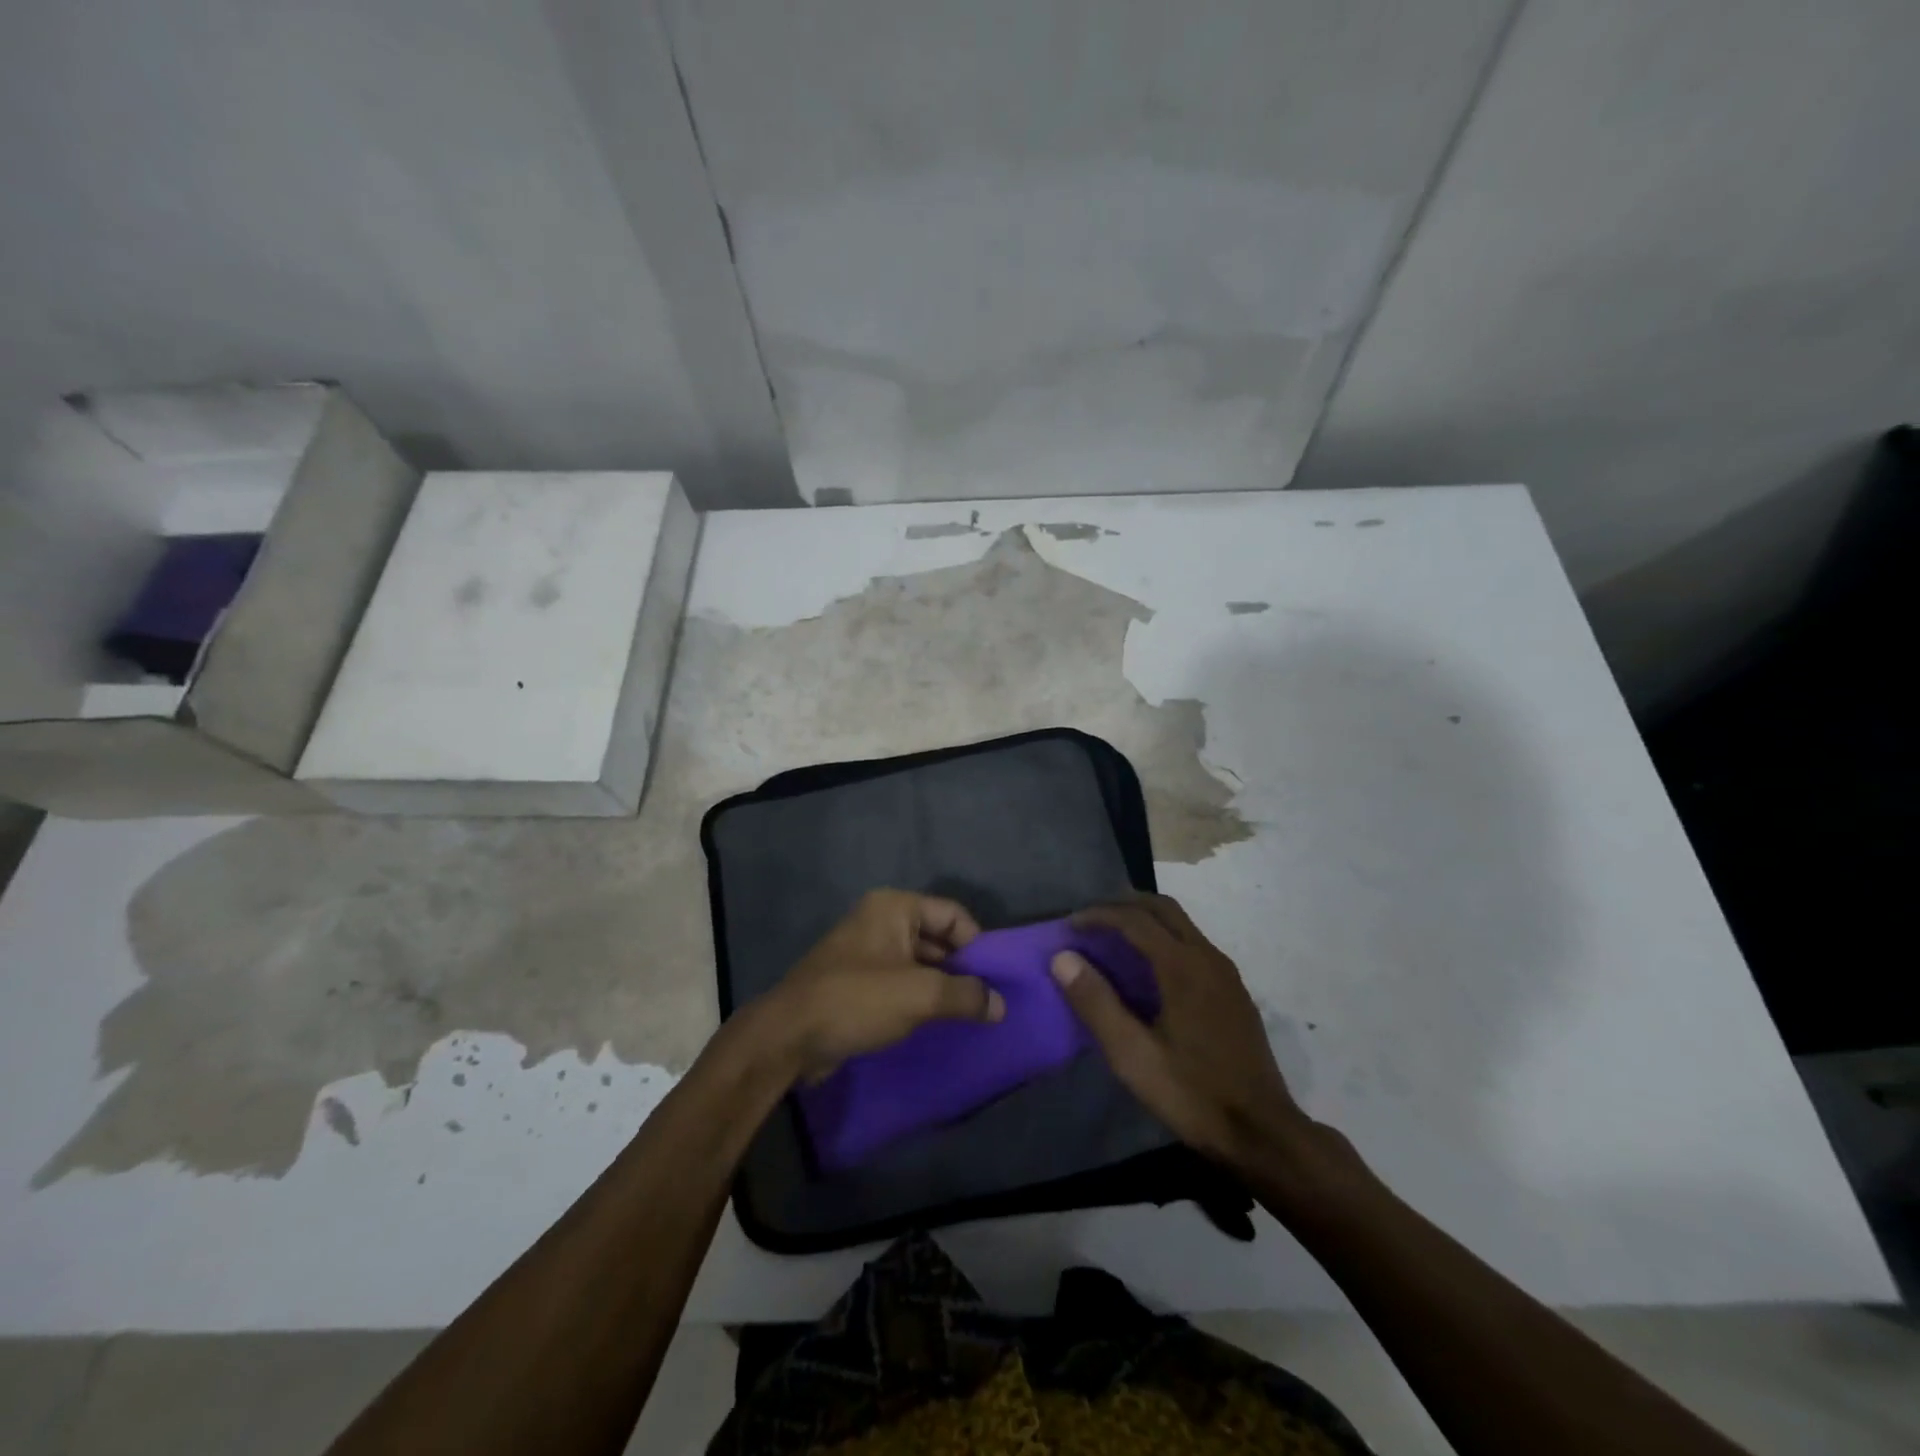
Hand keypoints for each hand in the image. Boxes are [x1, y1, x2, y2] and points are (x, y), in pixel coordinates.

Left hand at [762, 889, 1005, 1080]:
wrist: (789, 1036)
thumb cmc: (857, 1000)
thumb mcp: (920, 995)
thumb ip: (966, 995)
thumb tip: (1001, 1005)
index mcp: (895, 908)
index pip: (953, 914)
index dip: (977, 944)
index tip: (995, 979)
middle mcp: (881, 921)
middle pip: (938, 937)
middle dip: (963, 968)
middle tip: (988, 1001)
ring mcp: (867, 952)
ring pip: (920, 963)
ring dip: (943, 987)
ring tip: (968, 1017)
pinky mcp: (858, 982)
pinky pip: (901, 982)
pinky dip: (920, 999)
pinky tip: (936, 1023)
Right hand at [1051, 893, 1305, 1169]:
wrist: (1264, 1133)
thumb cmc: (1192, 1094)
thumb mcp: (1133, 1055)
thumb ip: (1096, 1003)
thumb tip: (1062, 958)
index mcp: (1182, 967)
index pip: (1134, 919)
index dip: (1098, 915)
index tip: (1069, 926)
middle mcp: (1207, 957)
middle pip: (1163, 908)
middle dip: (1123, 905)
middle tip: (1090, 920)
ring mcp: (1226, 974)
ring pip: (1181, 924)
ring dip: (1145, 920)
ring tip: (1113, 939)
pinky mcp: (1234, 992)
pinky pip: (1193, 945)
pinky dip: (1164, 939)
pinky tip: (1149, 971)